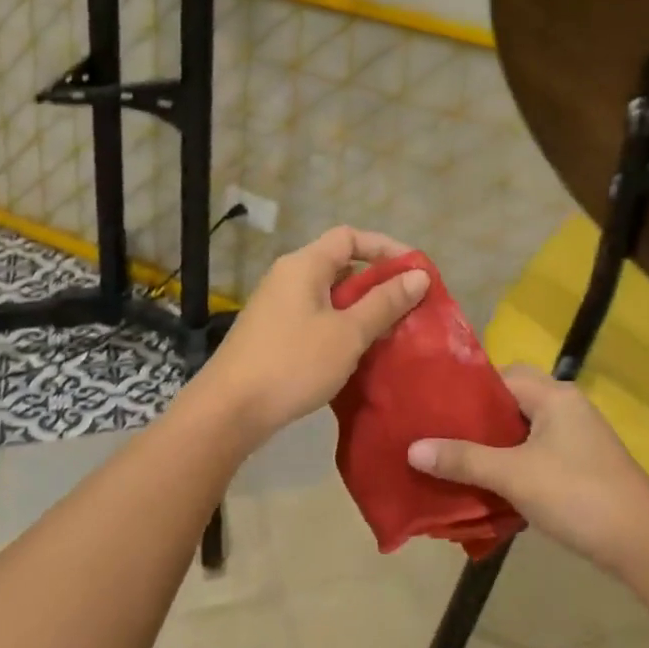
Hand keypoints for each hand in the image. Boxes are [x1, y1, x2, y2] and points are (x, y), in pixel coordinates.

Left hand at [199, 226, 427, 440]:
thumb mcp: (348, 333)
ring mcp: (276, 306)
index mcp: (304, 265)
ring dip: (361, 307)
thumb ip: (385, 302)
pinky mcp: (272, 333)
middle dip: (377, 281)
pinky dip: (341, 325)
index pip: (350, 237)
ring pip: (329, 294)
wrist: (229, 410)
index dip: (386, 247)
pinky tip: (357, 351)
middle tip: (408, 305)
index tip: (415, 271)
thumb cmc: (293, 363)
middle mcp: (287, 277)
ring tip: (390, 330)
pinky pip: (315, 316)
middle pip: (340, 264)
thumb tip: (418, 275)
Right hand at [407, 366, 648, 578]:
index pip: (501, 375)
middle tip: (440, 438)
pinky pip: (536, 452)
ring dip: (493, 446)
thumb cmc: (577, 495)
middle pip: (511, 402)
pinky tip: (490, 485)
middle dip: (477, 421)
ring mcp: (577, 437)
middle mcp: (566, 407)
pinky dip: (513, 464)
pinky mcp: (581, 464)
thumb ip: (464, 459)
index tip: (434, 409)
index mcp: (553, 395)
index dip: (467, 390)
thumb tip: (412, 448)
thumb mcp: (514, 476)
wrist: (643, 544)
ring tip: (456, 462)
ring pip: (523, 430)